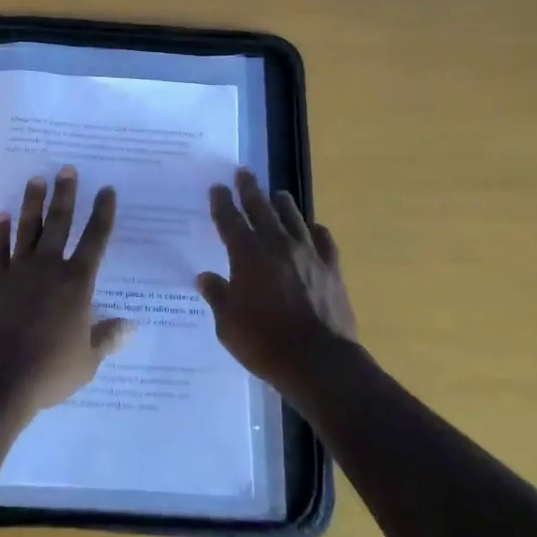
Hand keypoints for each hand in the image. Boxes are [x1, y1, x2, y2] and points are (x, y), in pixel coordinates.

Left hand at [0, 166, 132, 418]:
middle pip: (59, 224)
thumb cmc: (48, 372)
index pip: (95, 240)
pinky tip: (2, 215)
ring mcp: (17, 272)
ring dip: (33, 203)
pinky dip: (0, 232)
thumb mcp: (87, 361)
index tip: (107, 190)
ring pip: (28, 229)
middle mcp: (48, 268)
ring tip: (37, 179)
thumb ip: (107, 338)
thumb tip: (131, 325)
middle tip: (67, 169)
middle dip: (66, 195)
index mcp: (76, 283)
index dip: (103, 214)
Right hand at [197, 168, 358, 401]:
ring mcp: (307, 254)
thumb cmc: (266, 345)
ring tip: (277, 194)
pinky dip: (314, 230)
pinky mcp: (331, 268)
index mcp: (247, 256)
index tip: (218, 187)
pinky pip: (323, 239)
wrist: (320, 362)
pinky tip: (312, 228)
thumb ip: (218, 296)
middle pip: (261, 208)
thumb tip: (205, 277)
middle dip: (250, 189)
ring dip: (282, 203)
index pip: (230, 220)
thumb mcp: (228, 326)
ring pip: (293, 217)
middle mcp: (277, 245)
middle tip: (244, 173)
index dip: (222, 202)